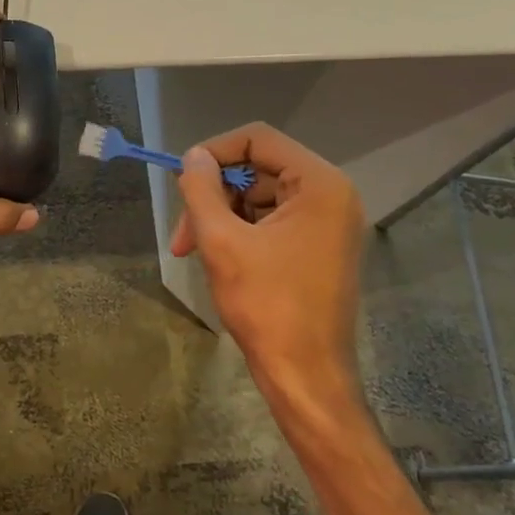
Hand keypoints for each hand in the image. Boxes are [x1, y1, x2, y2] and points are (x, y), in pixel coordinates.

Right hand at [172, 123, 365, 408]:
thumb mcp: (222, 242)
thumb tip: (193, 157)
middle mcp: (331, 195)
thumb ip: (201, 189)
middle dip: (214, 196)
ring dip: (222, 218)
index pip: (259, 139)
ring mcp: (327, 224)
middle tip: (183, 235)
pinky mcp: (318, 248)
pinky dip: (240, 234)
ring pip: (260, 199)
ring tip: (194, 253)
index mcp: (319, 184)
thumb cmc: (266, 306)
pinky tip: (219, 261)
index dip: (215, 152)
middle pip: (258, 170)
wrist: (305, 375)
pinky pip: (271, 223)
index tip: (182, 182)